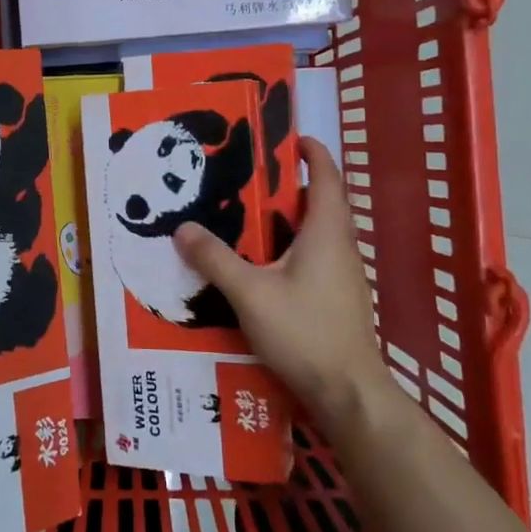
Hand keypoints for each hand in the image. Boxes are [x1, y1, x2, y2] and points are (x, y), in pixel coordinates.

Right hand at [173, 137, 387, 417]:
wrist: (348, 392)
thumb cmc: (304, 332)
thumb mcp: (250, 293)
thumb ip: (215, 259)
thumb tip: (183, 228)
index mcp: (327, 233)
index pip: (327, 179)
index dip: (313, 154)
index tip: (292, 138)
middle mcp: (342, 247)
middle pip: (323, 204)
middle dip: (293, 186)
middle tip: (253, 178)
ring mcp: (345, 275)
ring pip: (320, 233)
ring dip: (293, 218)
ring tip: (252, 217)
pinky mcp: (340, 298)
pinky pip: (318, 256)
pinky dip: (294, 245)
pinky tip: (266, 263)